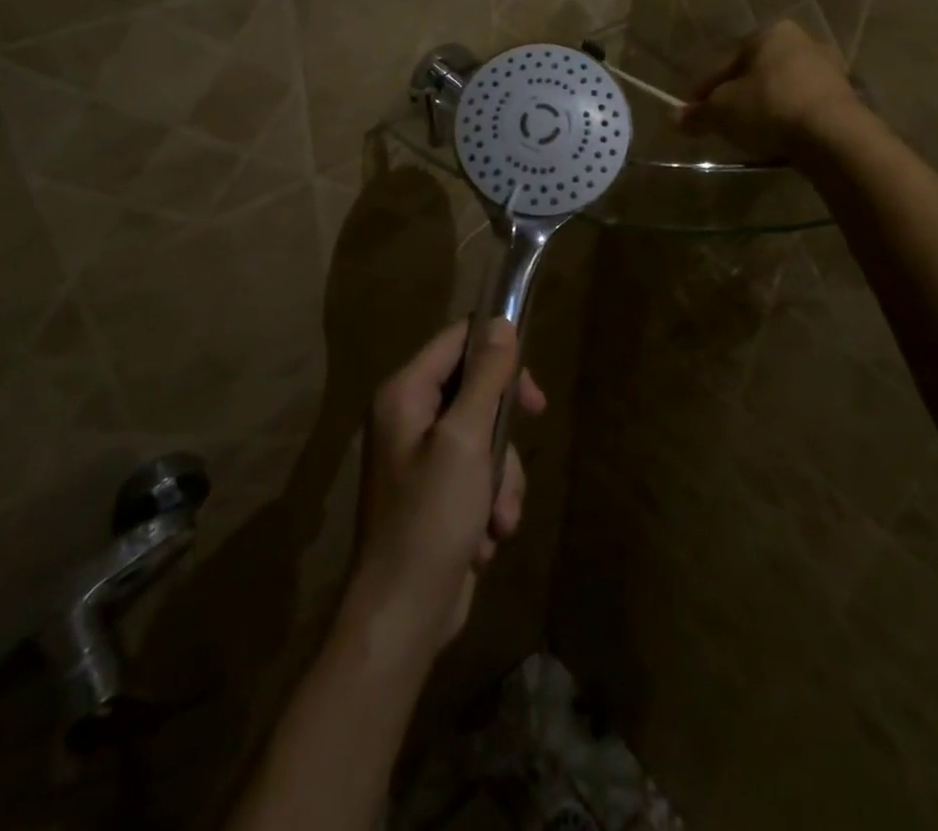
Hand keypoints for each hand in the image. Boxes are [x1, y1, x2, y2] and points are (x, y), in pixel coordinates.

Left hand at [343, 319, 545, 662]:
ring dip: (502, 476)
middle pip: (475, 388)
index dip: (497, 349)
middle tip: (535, 421)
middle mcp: (409, 416)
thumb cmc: (431, 517)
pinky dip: (491, 501)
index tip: (529, 383)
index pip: (456, 340)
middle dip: (504, 426)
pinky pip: (479, 473)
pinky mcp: (438, 492)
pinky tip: (486, 537)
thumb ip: (485, 378)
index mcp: (405, 393)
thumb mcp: (466, 440)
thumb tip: (501, 321)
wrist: (403, 614)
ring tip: (496, 517)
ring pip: (485, 436)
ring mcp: (423, 456)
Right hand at [678, 20, 874, 160]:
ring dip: (764, 108)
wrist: (833, 136)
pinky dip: (787, 119)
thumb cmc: (769, 107)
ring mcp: (829, 69)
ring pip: (781, 89)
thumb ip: (697, 114)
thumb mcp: (721, 112)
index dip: (704, 89)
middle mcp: (803, 42)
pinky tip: (777, 139)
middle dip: (737, 96)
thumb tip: (674, 119)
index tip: (691, 111)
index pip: (726, 63)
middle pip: (756, 73)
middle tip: (721, 122)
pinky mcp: (845, 97)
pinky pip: (803, 106)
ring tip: (748, 134)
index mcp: (770, 33)